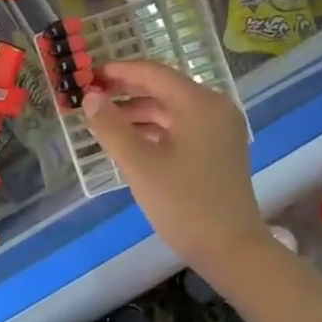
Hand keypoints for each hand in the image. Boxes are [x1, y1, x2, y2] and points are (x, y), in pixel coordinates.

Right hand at [80, 60, 272, 271]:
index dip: (119, 71)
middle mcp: (215, 108)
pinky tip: (131, 140)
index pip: (154, 73)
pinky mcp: (220, 149)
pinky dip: (156, 129)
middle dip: (127, 91)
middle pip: (165, 89)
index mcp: (200, 103)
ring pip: (173, 109)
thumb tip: (90, 96)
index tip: (90, 74)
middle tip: (92, 96)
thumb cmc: (184, 203)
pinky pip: (183, 126)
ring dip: (140, 112)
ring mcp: (221, 129)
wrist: (232, 249)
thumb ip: (111, 126)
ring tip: (105, 121)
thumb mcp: (139, 164)